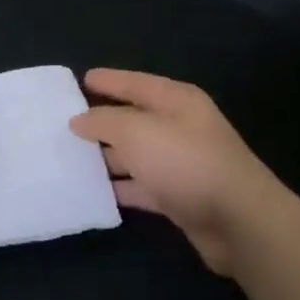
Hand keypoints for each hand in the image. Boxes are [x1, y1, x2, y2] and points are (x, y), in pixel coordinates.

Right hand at [69, 69, 287, 276]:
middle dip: (100, 121)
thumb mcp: (137, 131)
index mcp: (175, 100)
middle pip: (132, 118)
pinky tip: (91, 192)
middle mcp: (178, 127)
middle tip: (62, 124)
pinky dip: (119, 187)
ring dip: (105, 157)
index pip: (135, 83)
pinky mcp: (178, 195)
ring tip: (68, 159)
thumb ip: (103, 121)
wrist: (237, 220)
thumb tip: (79, 120)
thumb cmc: (185, 162)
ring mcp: (179, 162)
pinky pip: (140, 185)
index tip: (80, 80)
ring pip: (134, 154)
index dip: (108, 80)